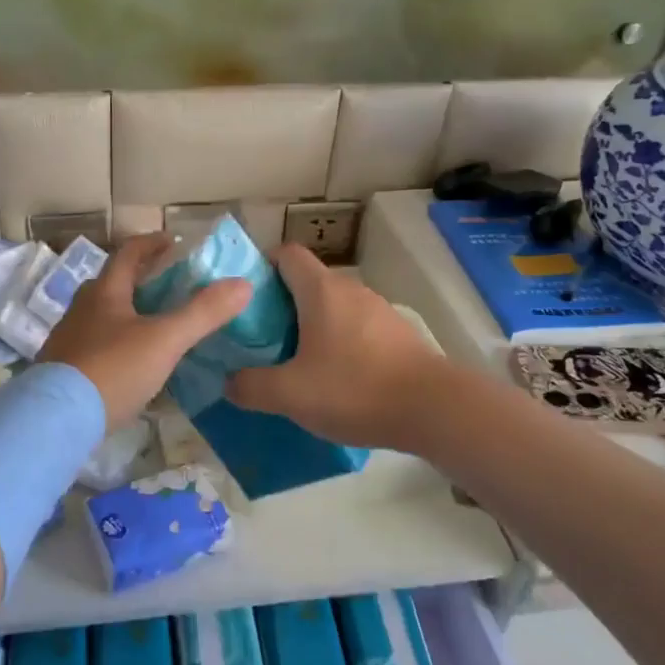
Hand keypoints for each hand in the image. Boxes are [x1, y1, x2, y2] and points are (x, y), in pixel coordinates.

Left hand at [39, 234, 251, 429]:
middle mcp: (81, 308)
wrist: (56, 419)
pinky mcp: (63, 369)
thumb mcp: (165, 340)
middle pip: (113, 283)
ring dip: (128, 312)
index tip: (174, 242)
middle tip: (171, 286)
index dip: (153, 243)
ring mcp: (68, 339)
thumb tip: (243, 284)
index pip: (129, 253)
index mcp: (104, 292)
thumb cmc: (112, 370)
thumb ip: (203, 313)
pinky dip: (117, 342)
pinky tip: (131, 363)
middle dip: (141, 279)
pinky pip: (95, 344)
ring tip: (156, 325)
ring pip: (102, 315)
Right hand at [225, 243, 446, 450]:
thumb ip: (251, 386)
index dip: (261, 267)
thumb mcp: (290, 394)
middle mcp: (350, 290)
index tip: (244, 298)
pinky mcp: (397, 335)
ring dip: (310, 327)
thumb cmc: (355, 389)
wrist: (435, 410)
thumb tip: (229, 382)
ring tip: (294, 364)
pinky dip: (338, 344)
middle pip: (307, 282)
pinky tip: (334, 380)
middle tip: (260, 339)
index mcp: (321, 290)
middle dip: (280, 305)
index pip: (285, 254)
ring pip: (332, 307)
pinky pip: (355, 329)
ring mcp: (378, 311)